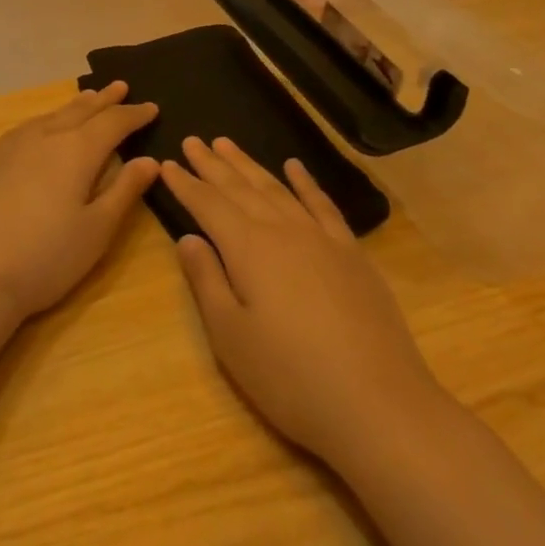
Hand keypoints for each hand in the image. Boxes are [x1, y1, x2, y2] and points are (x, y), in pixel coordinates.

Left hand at [0, 82, 160, 325]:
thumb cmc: (45, 257)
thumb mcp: (97, 230)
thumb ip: (125, 191)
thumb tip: (149, 160)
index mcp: (76, 150)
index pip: (113, 123)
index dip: (134, 115)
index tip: (152, 107)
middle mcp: (44, 137)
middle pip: (80, 110)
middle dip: (104, 100)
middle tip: (121, 86)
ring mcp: (10, 146)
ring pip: (50, 116)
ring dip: (73, 106)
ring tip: (87, 99)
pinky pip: (26, 128)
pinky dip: (45, 121)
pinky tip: (42, 129)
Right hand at [164, 136, 445, 467]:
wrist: (379, 405)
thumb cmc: (291, 377)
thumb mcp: (231, 336)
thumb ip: (207, 281)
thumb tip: (188, 239)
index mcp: (249, 249)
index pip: (208, 205)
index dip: (185, 184)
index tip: (166, 163)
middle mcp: (284, 231)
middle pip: (241, 189)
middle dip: (213, 165)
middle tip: (193, 140)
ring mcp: (322, 239)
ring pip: (277, 189)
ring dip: (250, 165)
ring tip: (228, 145)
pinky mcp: (352, 255)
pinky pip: (323, 205)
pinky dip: (306, 182)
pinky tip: (295, 167)